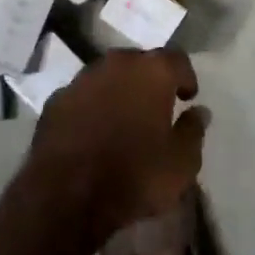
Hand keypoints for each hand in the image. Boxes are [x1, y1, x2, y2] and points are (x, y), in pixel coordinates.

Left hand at [25, 50, 207, 242]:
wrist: (65, 194)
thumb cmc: (134, 175)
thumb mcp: (181, 164)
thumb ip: (193, 131)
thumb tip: (199, 112)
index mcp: (152, 72)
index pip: (177, 60)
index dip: (184, 77)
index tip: (187, 97)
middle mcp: (116, 64)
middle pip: (140, 62)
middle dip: (150, 81)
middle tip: (156, 107)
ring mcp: (81, 80)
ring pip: (108, 76)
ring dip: (118, 91)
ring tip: (124, 119)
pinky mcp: (55, 100)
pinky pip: (82, 96)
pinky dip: (91, 107)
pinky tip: (93, 131)